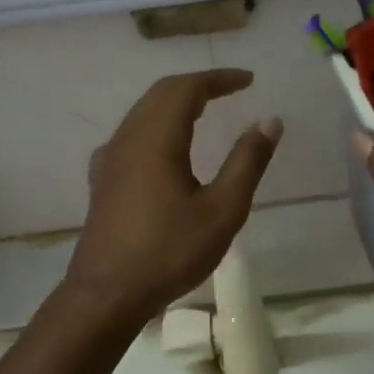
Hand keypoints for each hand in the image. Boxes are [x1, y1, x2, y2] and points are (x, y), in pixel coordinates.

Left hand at [66, 70, 281, 322]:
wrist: (106, 294)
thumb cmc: (169, 251)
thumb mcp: (222, 209)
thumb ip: (247, 161)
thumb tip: (270, 121)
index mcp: (156, 138)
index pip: (187, 88)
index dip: (219, 79)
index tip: (249, 80)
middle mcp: (127, 138)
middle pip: (161, 93)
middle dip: (198, 85)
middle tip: (232, 89)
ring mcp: (109, 159)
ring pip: (143, 112)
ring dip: (176, 102)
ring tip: (207, 109)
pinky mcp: (103, 180)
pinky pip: (133, 134)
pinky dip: (159, 124)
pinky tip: (170, 147)